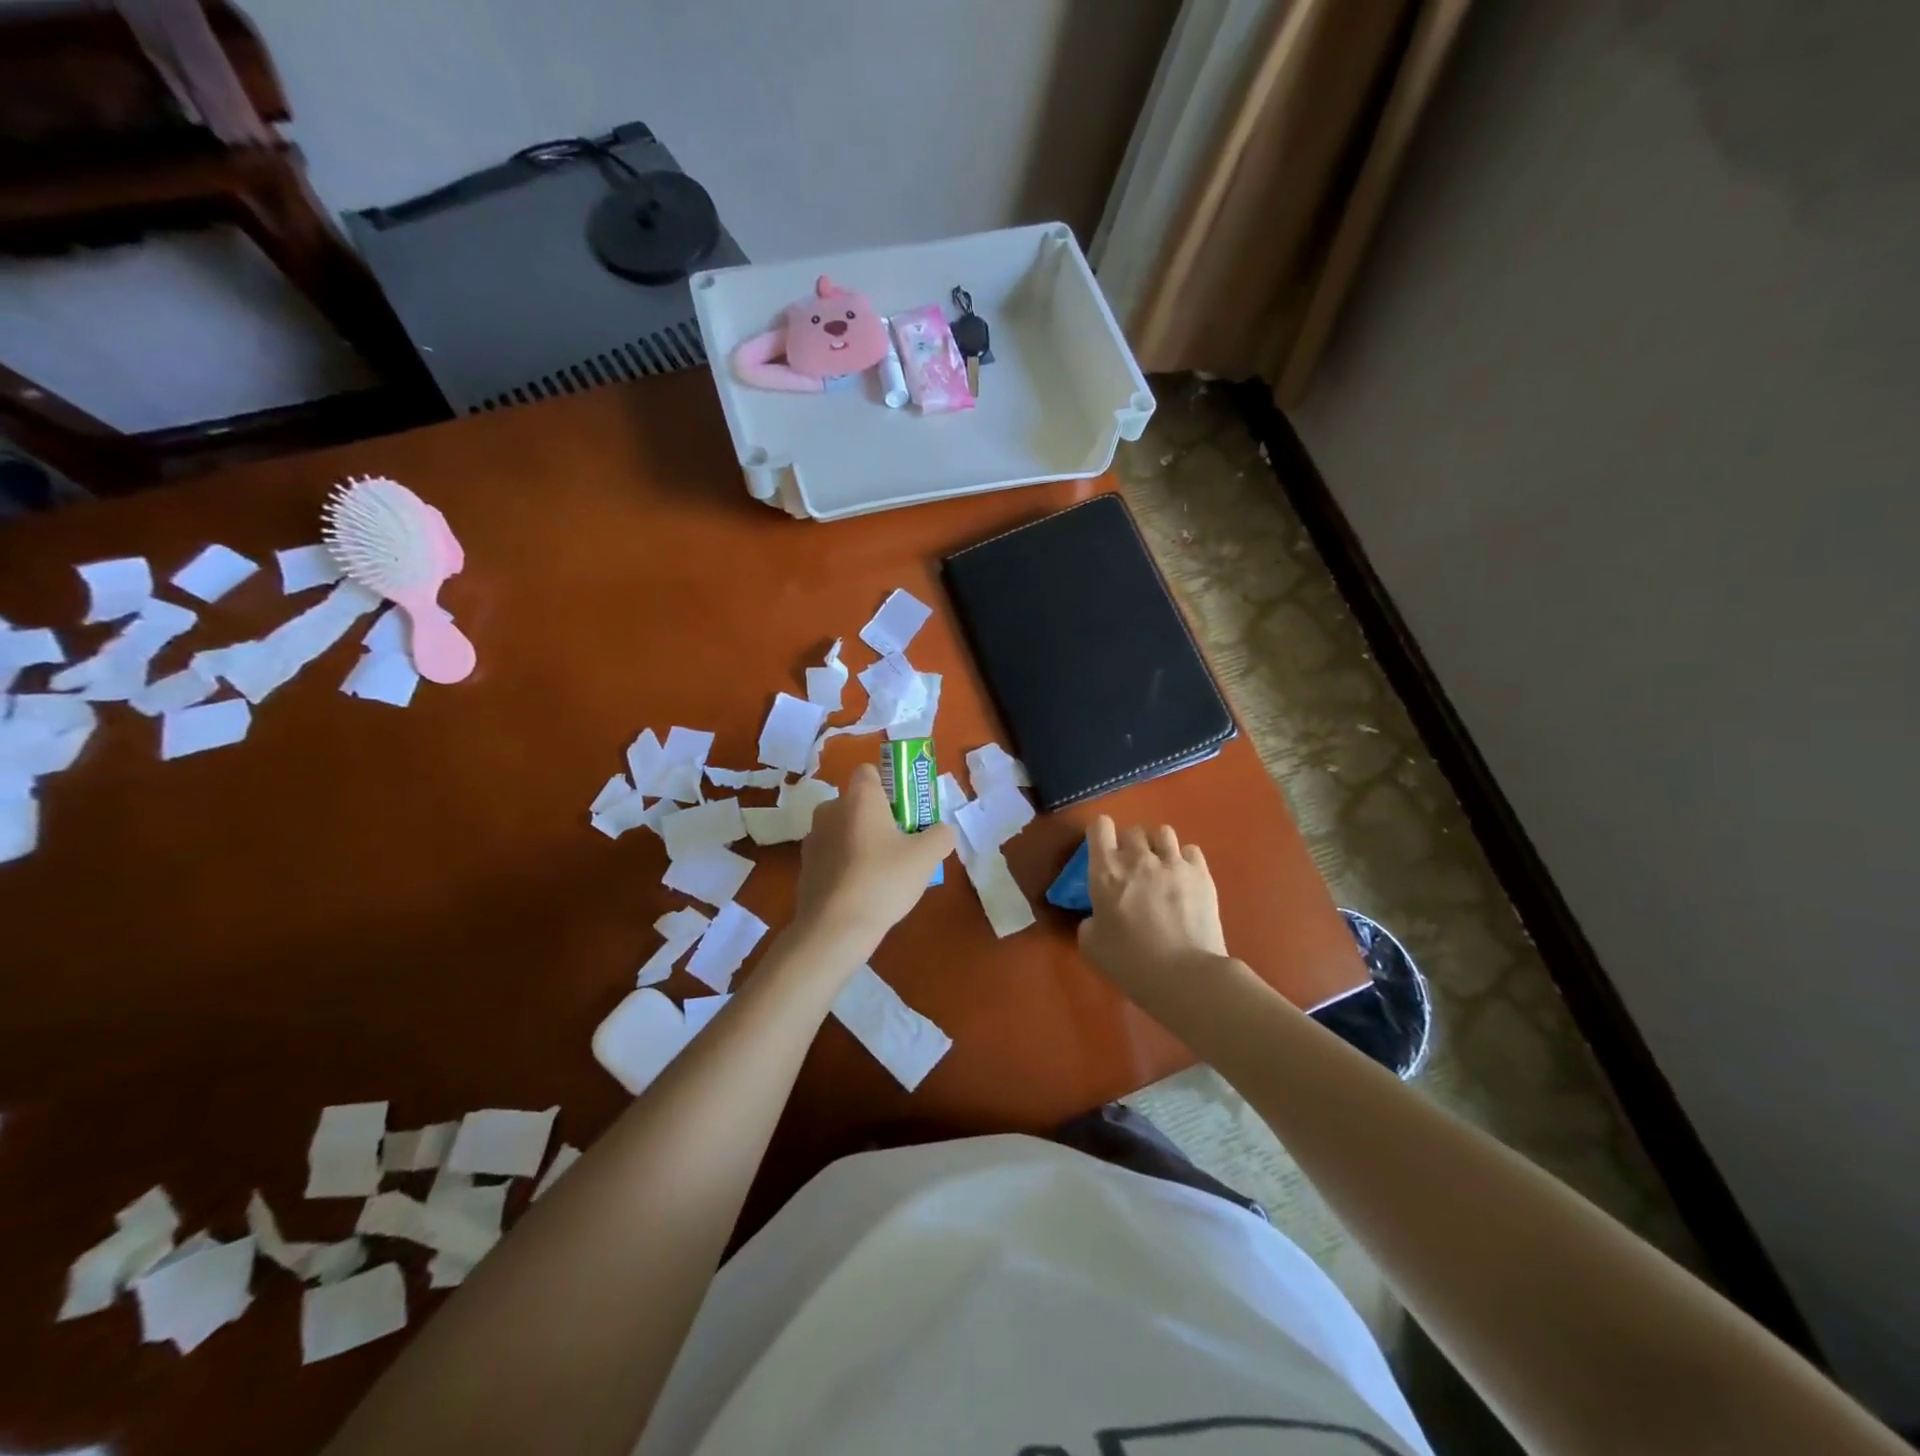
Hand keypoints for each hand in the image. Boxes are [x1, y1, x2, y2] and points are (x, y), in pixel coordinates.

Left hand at [793, 764, 954, 956]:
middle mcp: (830, 809)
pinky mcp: (805, 866)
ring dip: (861, 841)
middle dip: (878, 817)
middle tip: (902, 843)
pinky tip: (862, 890)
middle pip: (858, 802)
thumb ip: (941, 835)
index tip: (906, 809)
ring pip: (844, 829)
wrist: (834, 928)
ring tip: (883, 872)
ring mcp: (813, 838)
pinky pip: (832, 854)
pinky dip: (846, 864)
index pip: (870, 771)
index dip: (889, 785)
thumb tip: (944, 830)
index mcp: (859, 797)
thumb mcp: (927, 857)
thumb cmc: (883, 880)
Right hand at [1077, 817, 1231, 1007]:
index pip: (1099, 827)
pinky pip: (1191, 850)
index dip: (1100, 834)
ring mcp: (1172, 862)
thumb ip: (1090, 920)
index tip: (1102, 850)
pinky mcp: (1200, 873)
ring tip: (1162, 868)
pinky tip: (1185, 879)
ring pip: (1163, 833)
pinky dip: (1185, 860)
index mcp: (1106, 871)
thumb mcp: (1091, 945)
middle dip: (1131, 845)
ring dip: (1159, 847)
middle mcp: (1138, 858)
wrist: (1184, 975)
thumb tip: (1099, 915)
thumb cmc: (1130, 962)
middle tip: (1134, 870)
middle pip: (1133, 830)